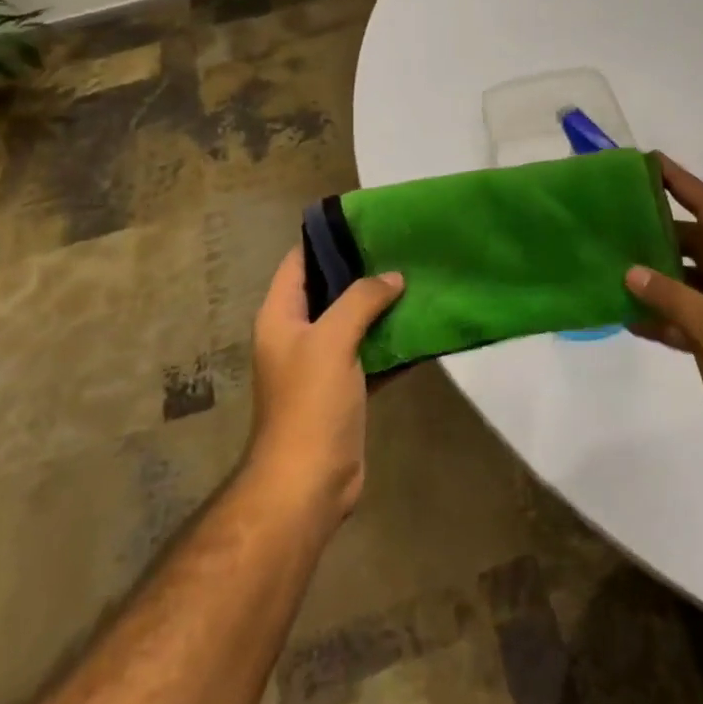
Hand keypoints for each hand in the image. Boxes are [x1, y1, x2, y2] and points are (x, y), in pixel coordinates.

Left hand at [246, 247, 403, 527]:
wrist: (309, 482)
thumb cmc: (310, 402)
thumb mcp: (332, 340)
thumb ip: (361, 300)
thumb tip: (392, 277)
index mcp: (281, 316)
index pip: (299, 262)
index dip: (325, 239)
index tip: (364, 221)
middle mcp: (298, 334)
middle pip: (330, 290)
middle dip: (362, 270)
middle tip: (401, 246)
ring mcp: (322, 363)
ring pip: (354, 322)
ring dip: (381, 305)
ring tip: (417, 277)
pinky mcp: (346, 389)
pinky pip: (371, 353)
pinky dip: (391, 341)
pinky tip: (421, 325)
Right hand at [626, 156, 702, 499]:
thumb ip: (671, 296)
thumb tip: (631, 270)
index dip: (683, 184)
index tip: (651, 161)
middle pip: (701, 245)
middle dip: (662, 232)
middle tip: (619, 217)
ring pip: (693, 283)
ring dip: (660, 277)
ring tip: (616, 263)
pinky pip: (693, 318)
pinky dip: (667, 316)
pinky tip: (631, 316)